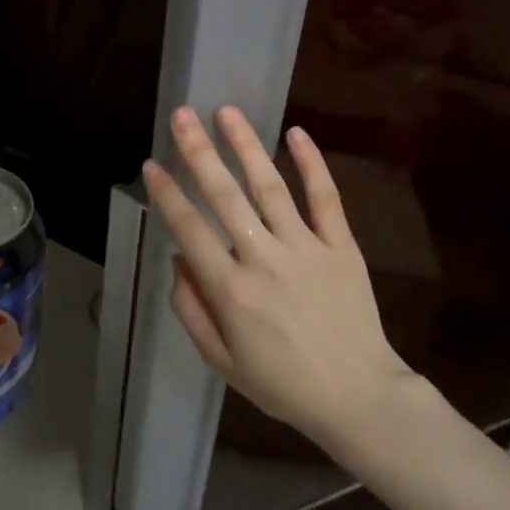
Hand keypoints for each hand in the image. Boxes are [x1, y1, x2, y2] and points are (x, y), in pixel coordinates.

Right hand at [142, 106, 420, 454]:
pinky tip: (296, 133)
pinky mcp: (341, 247)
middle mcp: (264, 260)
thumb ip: (192, 309)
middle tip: (181, 116)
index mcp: (230, 291)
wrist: (358, 397)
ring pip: (271, 187)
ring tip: (226, 112)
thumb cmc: (282, 384)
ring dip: (246, 146)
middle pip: (225, 196)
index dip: (167, 194)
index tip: (150, 164)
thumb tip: (179, 258)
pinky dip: (312, 164)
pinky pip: (326, 198)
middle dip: (199, 153)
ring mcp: (306, 249)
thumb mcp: (221, 360)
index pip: (189, 229)